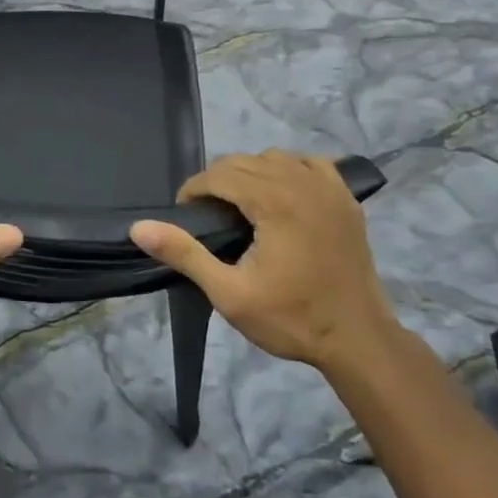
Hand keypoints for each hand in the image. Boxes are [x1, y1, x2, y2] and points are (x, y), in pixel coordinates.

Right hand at [130, 150, 396, 370]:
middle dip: (218, 181)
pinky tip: (283, 192)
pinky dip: (290, 169)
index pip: (220, 174)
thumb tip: (139, 228)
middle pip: (244, 161)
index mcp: (274, 202)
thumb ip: (185, 254)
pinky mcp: (346, 199)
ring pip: (275, 157)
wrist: (359, 340)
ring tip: (240, 205)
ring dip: (251, 172)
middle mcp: (302, 183)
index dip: (194, 190)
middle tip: (206, 216)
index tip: (184, 215)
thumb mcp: (229, 294)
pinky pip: (310, 162)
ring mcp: (329, 188)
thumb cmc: (292, 319)